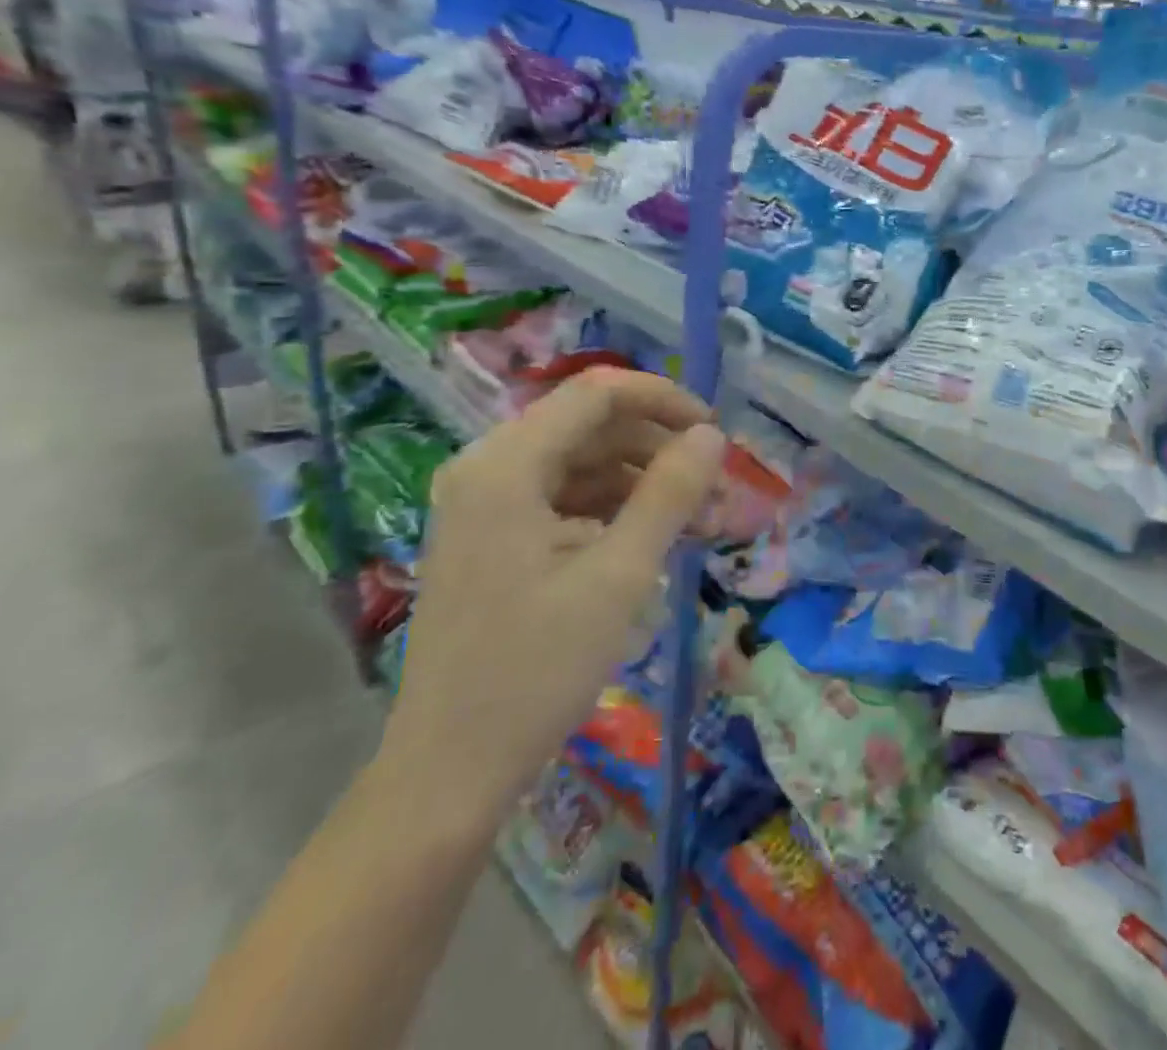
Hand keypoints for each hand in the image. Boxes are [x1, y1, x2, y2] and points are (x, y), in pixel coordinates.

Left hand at [375, 368, 724, 833]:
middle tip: (716, 490)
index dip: (663, 400)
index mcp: (506, 465)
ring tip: (700, 521)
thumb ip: (669, 494)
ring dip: (643, 483)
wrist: (450, 772)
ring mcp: (485, 505)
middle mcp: (487, 469)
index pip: (596, 394)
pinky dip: (613, 511)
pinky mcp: (493, 538)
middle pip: (589, 427)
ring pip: (581, 464)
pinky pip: (564, 500)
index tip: (716, 433)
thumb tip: (712, 436)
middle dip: (659, 450)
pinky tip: (655, 540)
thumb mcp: (619, 576)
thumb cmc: (536, 670)